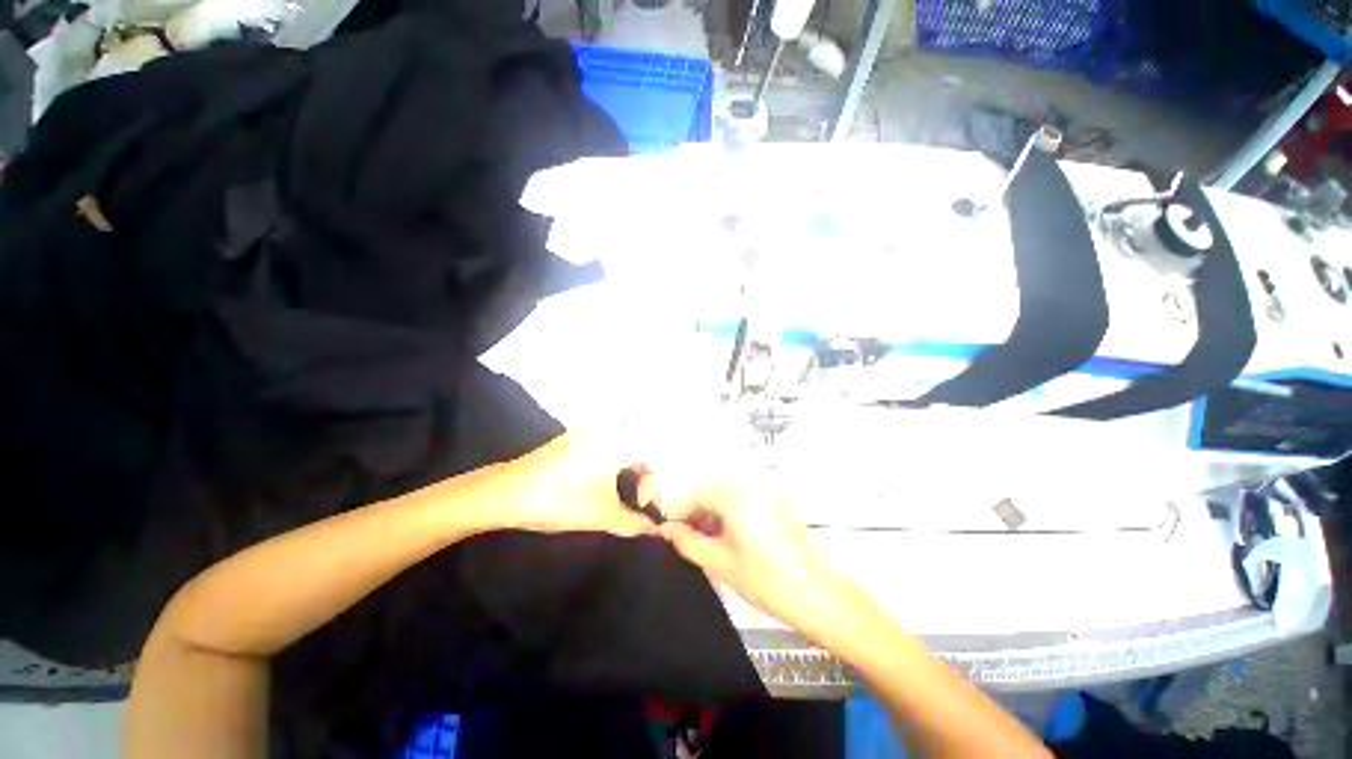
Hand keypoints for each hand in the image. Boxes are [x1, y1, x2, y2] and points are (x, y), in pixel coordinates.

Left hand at [502, 433, 657, 536]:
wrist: (507, 491)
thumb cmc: (559, 501)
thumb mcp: (601, 516)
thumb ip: (634, 523)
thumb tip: (655, 531)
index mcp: (618, 444)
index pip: (654, 456)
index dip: (655, 482)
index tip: (644, 504)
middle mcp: (608, 430)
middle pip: (641, 447)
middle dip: (645, 474)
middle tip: (638, 499)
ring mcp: (589, 431)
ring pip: (625, 444)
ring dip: (631, 467)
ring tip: (624, 492)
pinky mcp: (574, 436)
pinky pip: (608, 442)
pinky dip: (615, 460)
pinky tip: (603, 481)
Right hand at [655, 476, 838, 633]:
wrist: (816, 593)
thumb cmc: (764, 579)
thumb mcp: (718, 562)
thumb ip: (687, 541)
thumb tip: (666, 529)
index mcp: (734, 494)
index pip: (695, 494)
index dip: (678, 512)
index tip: (667, 531)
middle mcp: (750, 485)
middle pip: (712, 492)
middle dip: (696, 514)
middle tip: (687, 540)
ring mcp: (766, 492)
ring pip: (728, 497)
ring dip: (713, 515)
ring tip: (706, 542)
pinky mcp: (777, 503)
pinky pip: (744, 501)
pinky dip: (731, 515)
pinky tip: (728, 538)